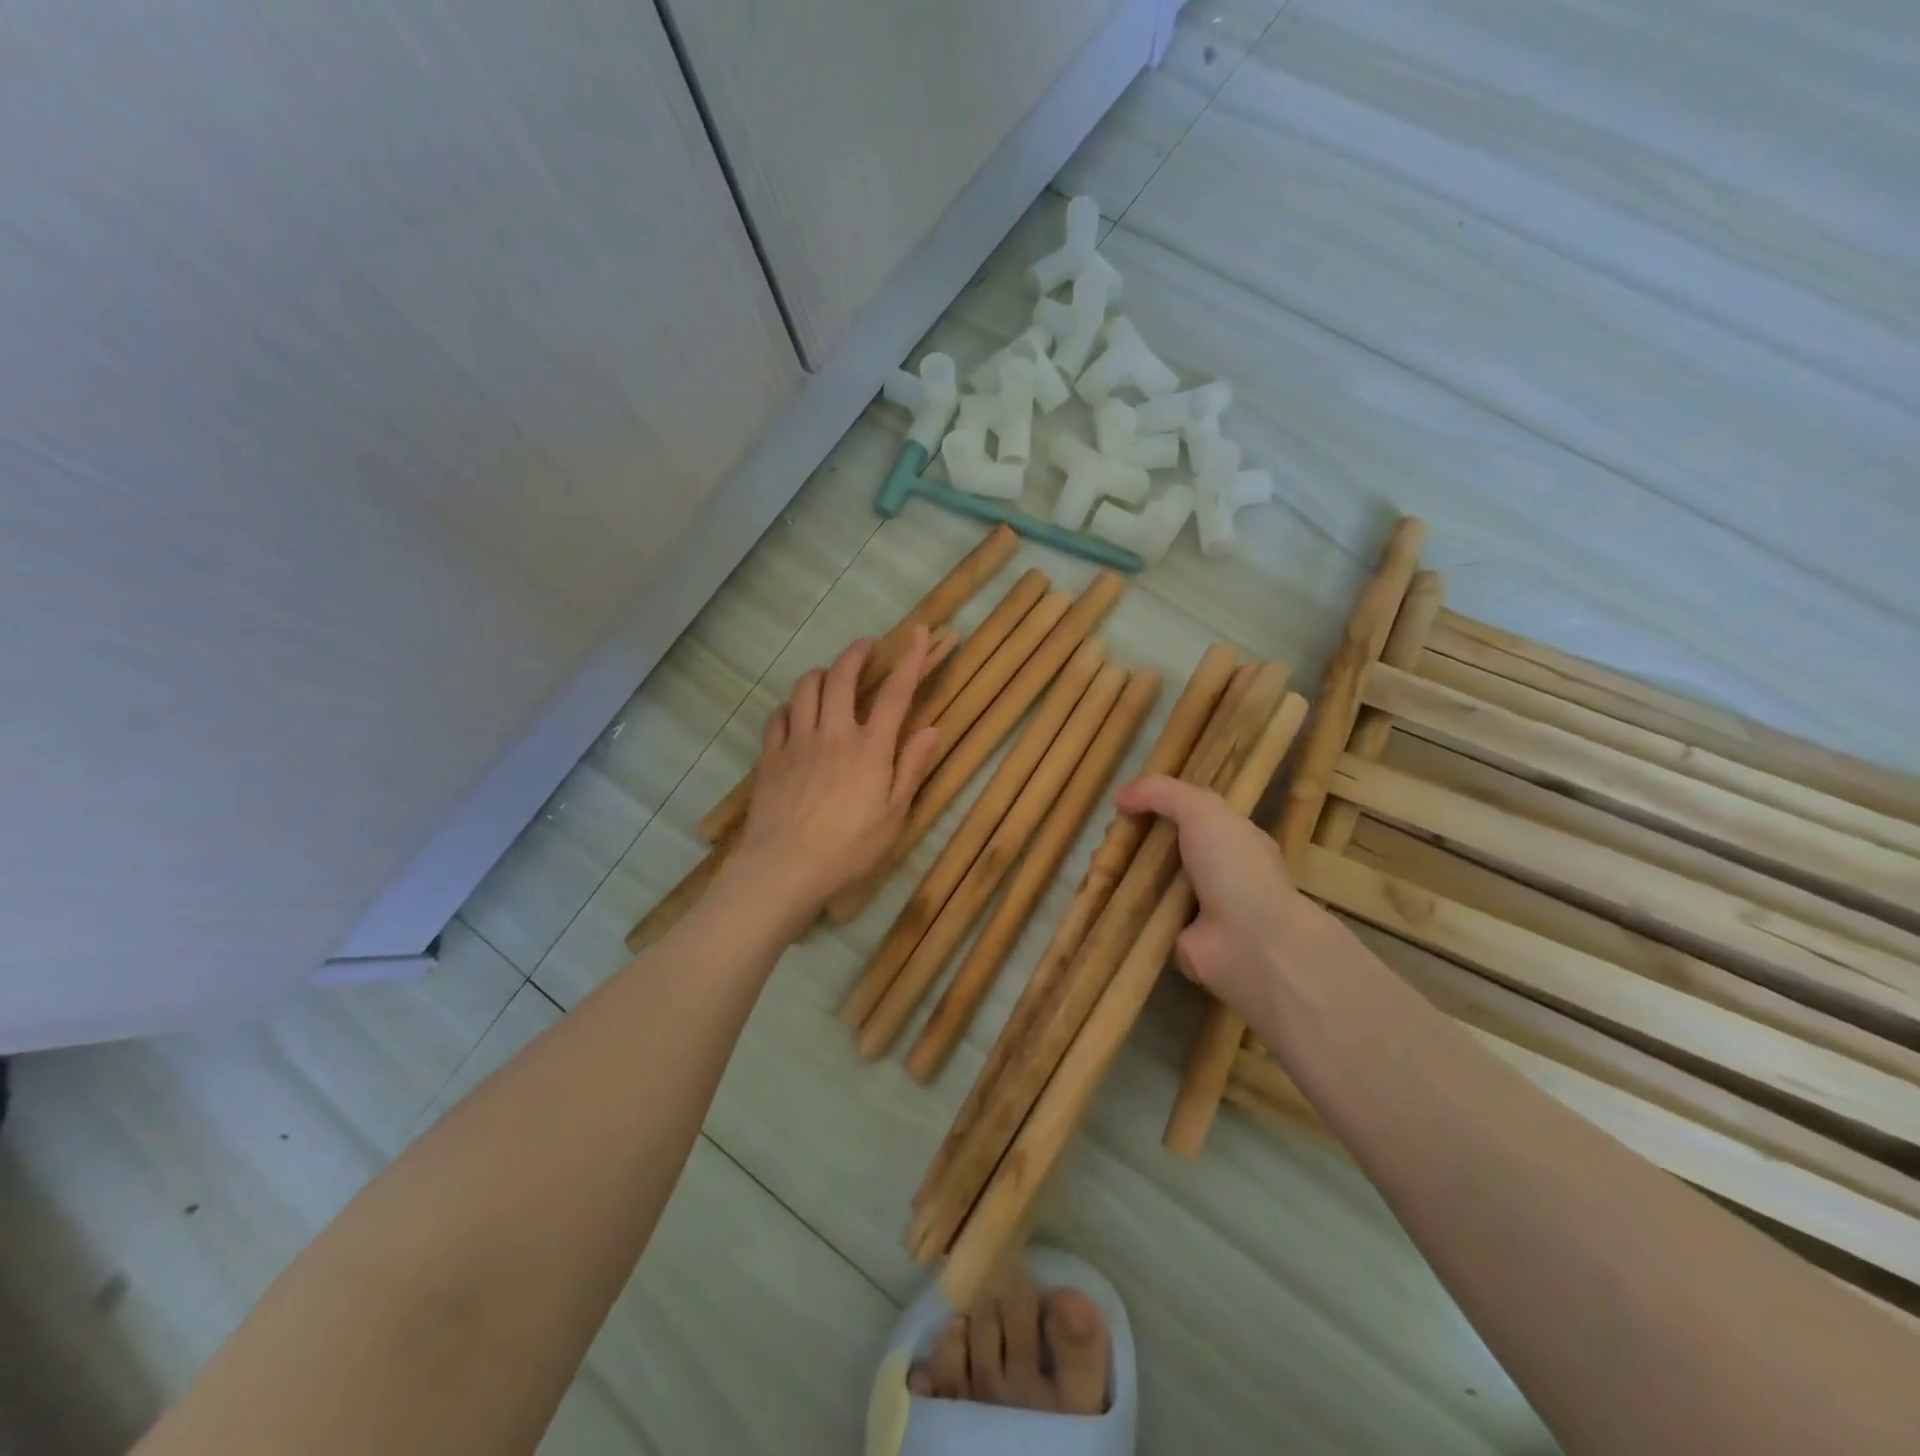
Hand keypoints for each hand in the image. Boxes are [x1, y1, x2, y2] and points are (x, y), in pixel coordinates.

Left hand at [730, 628, 940, 928]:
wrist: (784, 867)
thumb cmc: (849, 848)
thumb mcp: (894, 815)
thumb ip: (911, 768)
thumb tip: (931, 729)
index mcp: (871, 747)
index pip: (896, 692)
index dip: (910, 658)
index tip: (918, 632)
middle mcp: (834, 732)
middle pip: (842, 677)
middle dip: (856, 654)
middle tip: (865, 647)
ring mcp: (797, 741)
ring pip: (806, 688)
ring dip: (821, 674)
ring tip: (829, 677)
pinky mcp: (770, 756)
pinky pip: (778, 715)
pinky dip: (791, 705)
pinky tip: (796, 713)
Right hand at [1112, 775, 1336, 1015]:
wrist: (1250, 942)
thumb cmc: (1233, 867)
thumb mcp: (1202, 809)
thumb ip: (1160, 792)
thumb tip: (1119, 796)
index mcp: (1229, 838)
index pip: (1188, 815)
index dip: (1155, 806)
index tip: (1124, 805)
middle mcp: (1213, 871)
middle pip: (1162, 846)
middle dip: (1131, 839)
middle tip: (1107, 839)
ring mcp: (1192, 906)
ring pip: (1146, 880)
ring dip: (1120, 870)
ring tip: (1097, 863)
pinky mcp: (1171, 936)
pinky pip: (1139, 914)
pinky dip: (1118, 904)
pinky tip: (1096, 891)